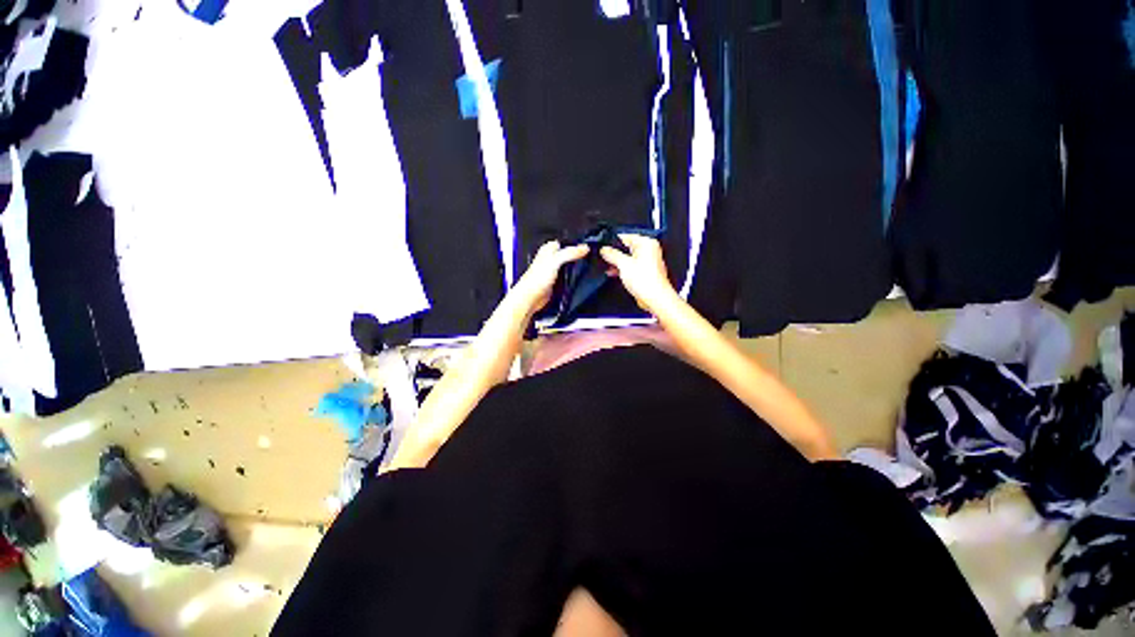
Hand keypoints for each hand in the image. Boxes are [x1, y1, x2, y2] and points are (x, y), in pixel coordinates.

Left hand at [511, 240, 589, 312]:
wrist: (531, 298)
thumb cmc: (535, 279)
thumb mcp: (555, 260)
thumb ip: (570, 253)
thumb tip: (584, 248)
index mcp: (548, 249)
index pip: (566, 241)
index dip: (577, 244)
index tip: (588, 248)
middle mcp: (551, 259)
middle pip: (569, 254)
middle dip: (578, 257)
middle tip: (588, 259)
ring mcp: (555, 271)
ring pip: (570, 266)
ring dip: (576, 269)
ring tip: (584, 269)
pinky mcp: (557, 282)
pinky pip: (569, 277)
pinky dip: (574, 278)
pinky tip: (578, 280)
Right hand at [599, 234, 676, 313]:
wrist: (654, 299)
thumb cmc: (647, 281)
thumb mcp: (623, 264)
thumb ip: (612, 254)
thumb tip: (605, 249)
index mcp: (647, 243)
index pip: (626, 236)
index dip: (613, 241)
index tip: (603, 246)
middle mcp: (649, 251)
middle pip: (627, 247)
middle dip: (614, 253)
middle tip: (604, 256)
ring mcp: (647, 262)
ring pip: (627, 258)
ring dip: (617, 262)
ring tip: (607, 265)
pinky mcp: (644, 273)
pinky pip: (630, 267)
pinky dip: (622, 269)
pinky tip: (613, 273)